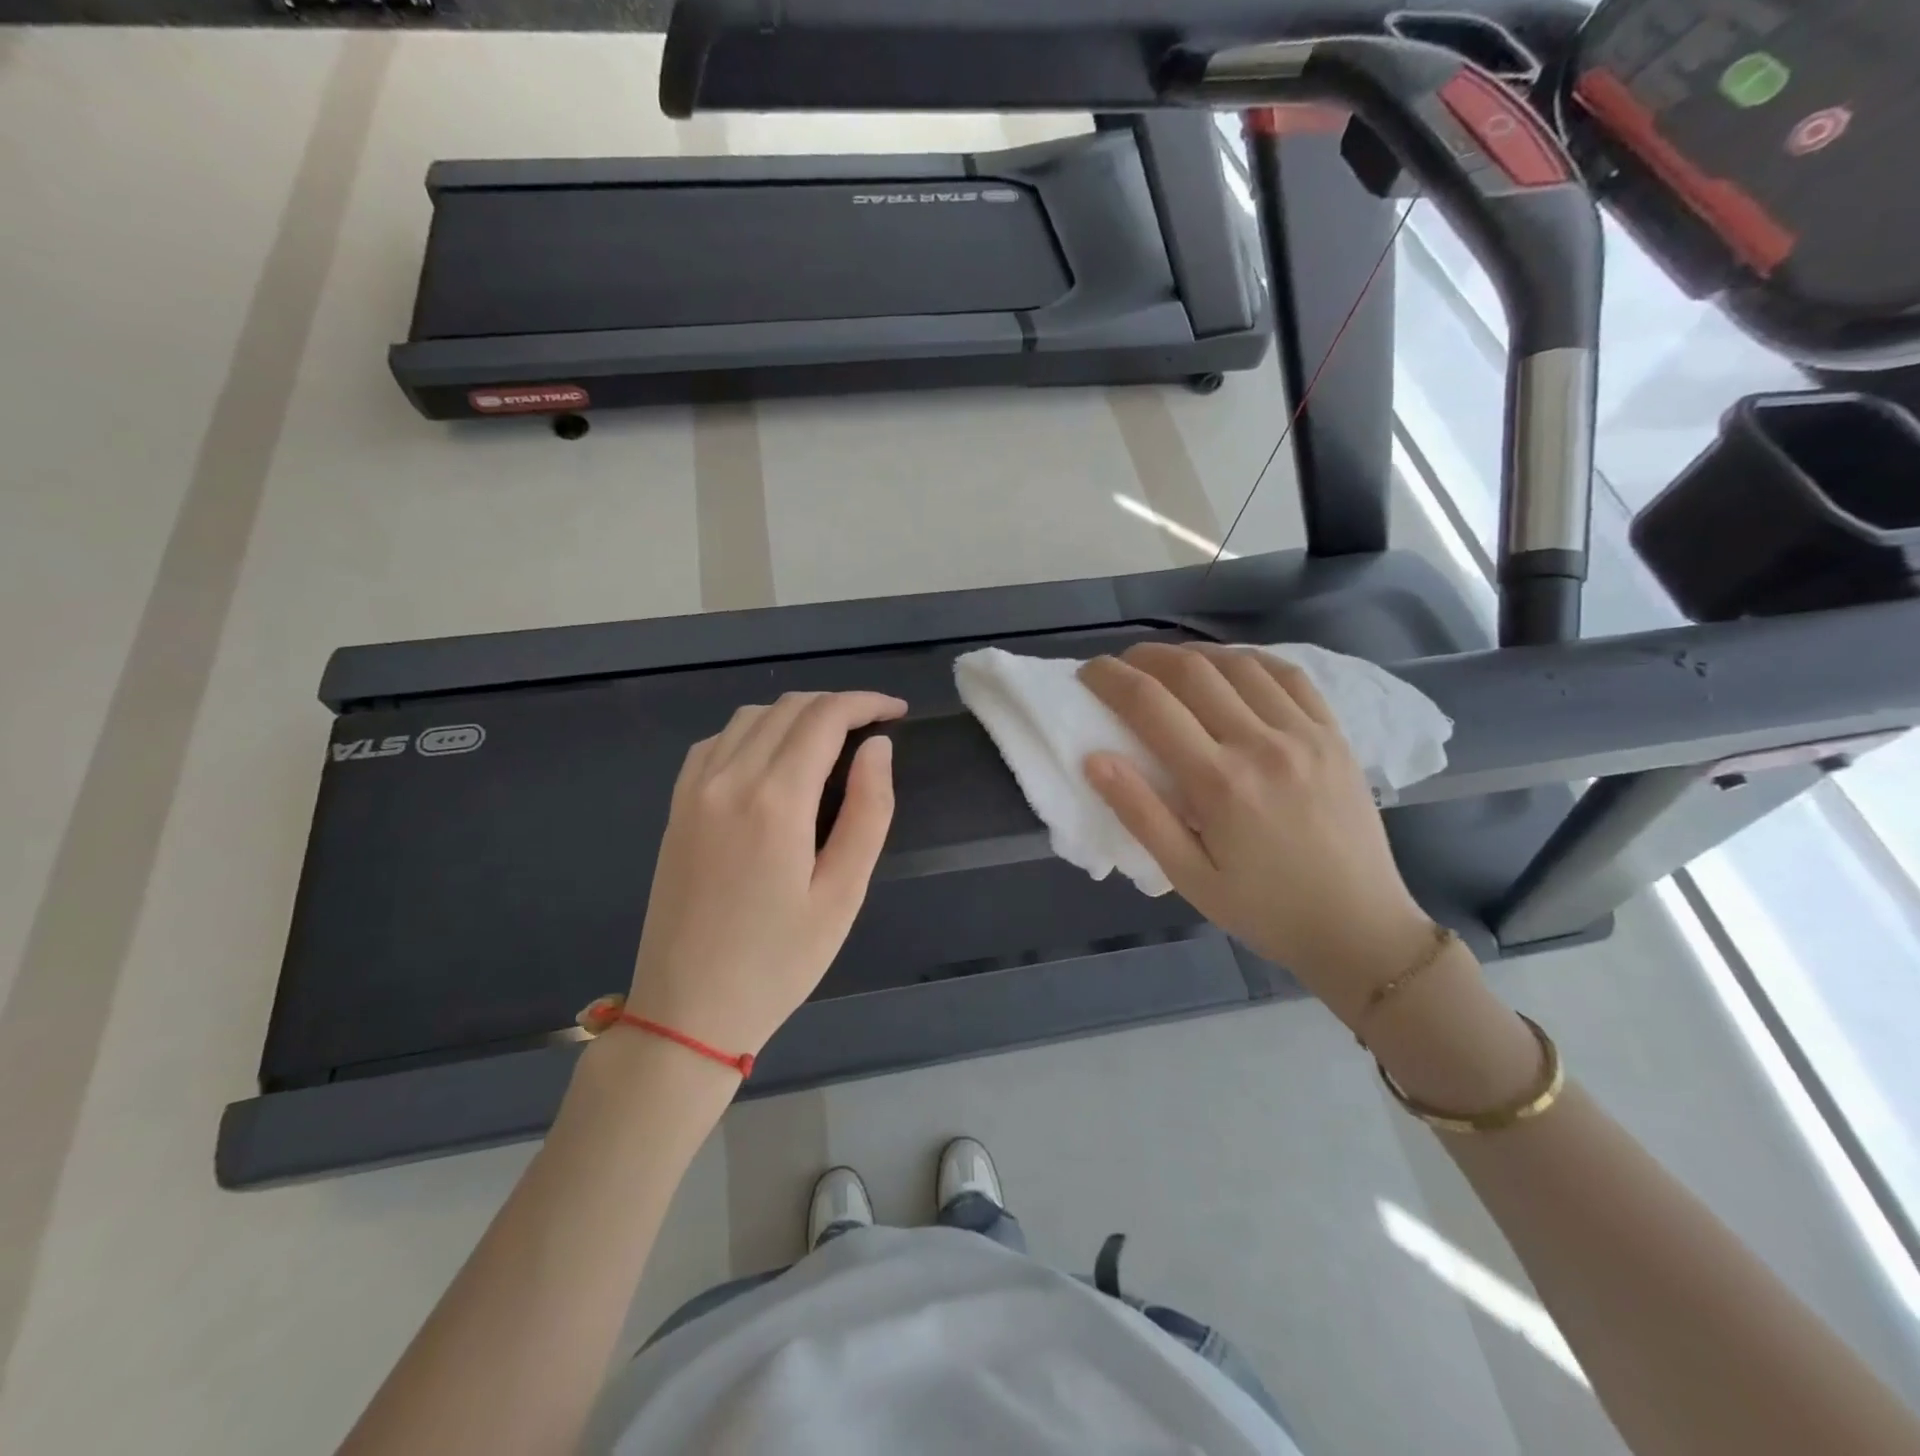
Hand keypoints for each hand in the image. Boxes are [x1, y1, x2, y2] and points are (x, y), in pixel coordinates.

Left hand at [626, 691, 905, 1056]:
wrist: (687, 1011)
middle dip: (837, 705)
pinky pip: (716, 741)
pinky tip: (773, 758)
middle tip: (873, 727)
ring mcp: (694, 790)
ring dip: (796, 714)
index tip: (897, 711)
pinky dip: (754, 731)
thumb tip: (877, 748)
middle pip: (788, 708)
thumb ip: (868, 812)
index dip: (866, 703)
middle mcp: (728, 779)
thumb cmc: (778, 962)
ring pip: (750, 717)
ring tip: (831, 740)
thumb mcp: (843, 894)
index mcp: (775, 800)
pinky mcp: (676, 807)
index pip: (824, 717)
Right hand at [1079, 643, 1432, 1024]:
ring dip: (1195, 654)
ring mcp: (1304, 734)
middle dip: (1146, 657)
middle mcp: (1261, 744)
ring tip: (1170, 666)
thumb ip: (1140, 814)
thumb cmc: (1263, 909)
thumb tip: (1094, 759)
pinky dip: (1250, 661)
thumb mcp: (1188, 876)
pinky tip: (1232, 668)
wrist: (1359, 929)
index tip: (1088, 672)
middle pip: (1192, 671)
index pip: (1150, 705)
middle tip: (1122, 666)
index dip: (1110, 678)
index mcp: (1219, 782)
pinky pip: (1289, 675)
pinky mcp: (1334, 735)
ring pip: (1239, 664)